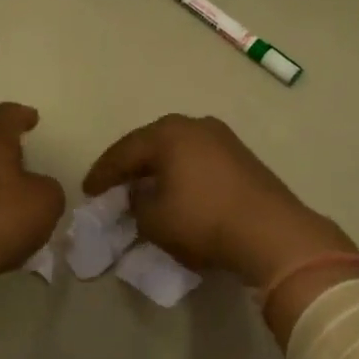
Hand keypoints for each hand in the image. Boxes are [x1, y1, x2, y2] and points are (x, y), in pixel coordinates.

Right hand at [83, 114, 356, 288]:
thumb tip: (140, 196)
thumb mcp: (154, 220)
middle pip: (151, 144)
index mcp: (168, 134)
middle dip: (130, 165)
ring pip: (177, 150)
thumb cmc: (203, 221)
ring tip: (143, 188)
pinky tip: (177, 190)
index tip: (88, 191)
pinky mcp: (242, 157)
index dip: (103, 173)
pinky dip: (181, 173)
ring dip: (158, 168)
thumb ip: (136, 204)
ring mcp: (222, 138)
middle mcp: (194, 126)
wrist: (271, 232)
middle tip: (112, 185)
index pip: (123, 151)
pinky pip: (198, 160)